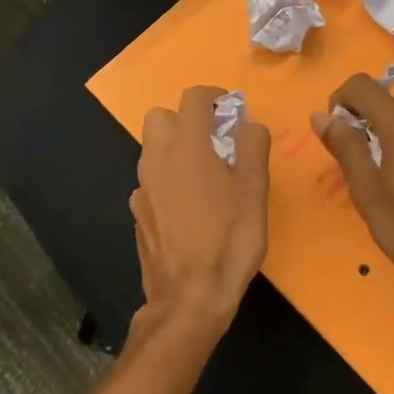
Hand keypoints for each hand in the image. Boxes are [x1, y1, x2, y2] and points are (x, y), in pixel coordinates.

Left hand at [130, 85, 270, 338]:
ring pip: (153, 150)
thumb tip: (247, 123)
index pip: (193, 98)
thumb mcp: (255, 190)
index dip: (215, 96)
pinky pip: (152, 182)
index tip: (231, 111)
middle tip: (214, 142)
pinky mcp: (138, 214)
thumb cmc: (230, 239)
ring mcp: (142, 188)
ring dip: (176, 150)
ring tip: (206, 177)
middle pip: (160, 117)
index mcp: (186, 146)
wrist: (190, 296)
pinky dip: (168, 182)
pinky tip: (189, 209)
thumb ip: (252, 146)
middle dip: (185, 120)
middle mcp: (156, 159)